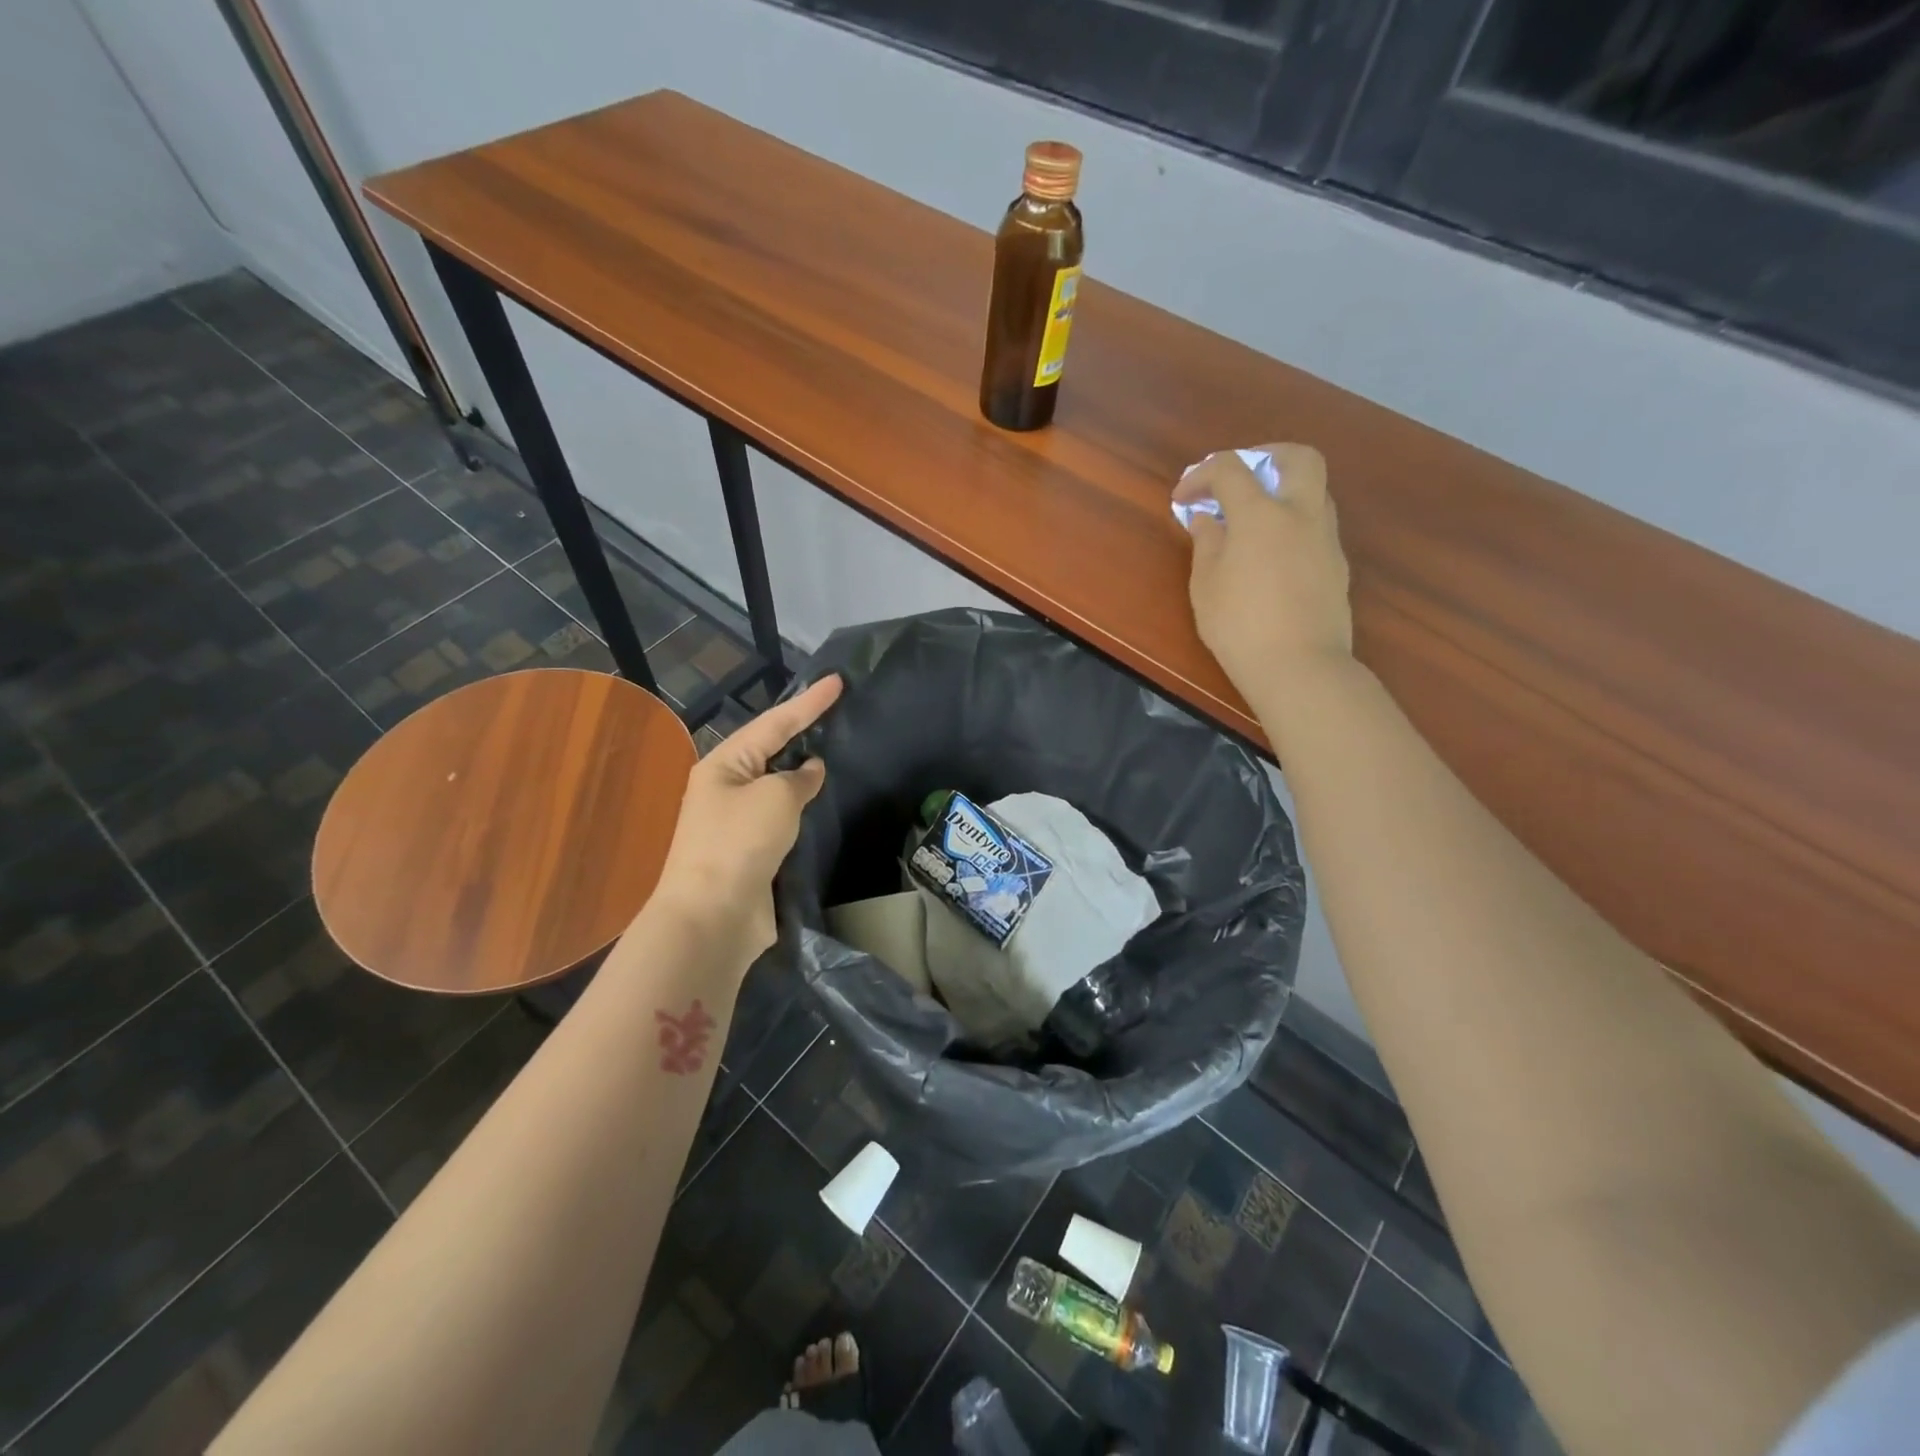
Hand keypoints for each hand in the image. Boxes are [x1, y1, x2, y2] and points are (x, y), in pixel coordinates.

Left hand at [651, 675, 843, 959]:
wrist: (713, 916)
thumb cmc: (739, 843)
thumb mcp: (775, 798)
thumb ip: (798, 778)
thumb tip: (810, 770)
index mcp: (724, 765)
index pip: (774, 722)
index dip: (809, 702)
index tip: (837, 681)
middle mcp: (727, 788)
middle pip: (770, 749)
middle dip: (802, 730)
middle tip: (836, 711)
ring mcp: (737, 821)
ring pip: (777, 785)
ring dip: (802, 770)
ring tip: (834, 750)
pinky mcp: (751, 851)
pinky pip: (781, 816)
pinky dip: (802, 805)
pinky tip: (822, 801)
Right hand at [1175, 443, 1351, 703]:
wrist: (1300, 666)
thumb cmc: (1240, 626)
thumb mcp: (1205, 586)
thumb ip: (1206, 543)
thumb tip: (1207, 519)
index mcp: (1261, 514)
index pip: (1230, 469)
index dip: (1201, 474)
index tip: (1183, 498)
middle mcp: (1301, 514)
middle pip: (1297, 457)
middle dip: (1266, 456)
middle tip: (1240, 477)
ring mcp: (1326, 539)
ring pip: (1313, 490)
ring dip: (1283, 490)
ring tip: (1253, 519)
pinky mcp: (1337, 564)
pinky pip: (1316, 524)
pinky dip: (1293, 522)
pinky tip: (1271, 553)